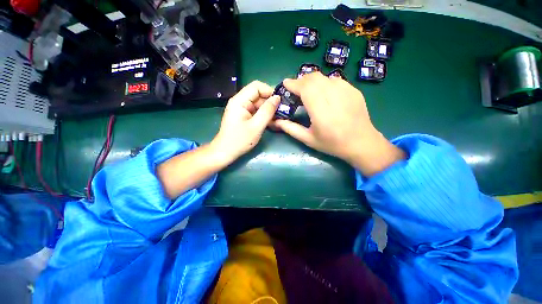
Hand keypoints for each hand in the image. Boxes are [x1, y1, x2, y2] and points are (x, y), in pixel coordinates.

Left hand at [211, 80, 279, 163]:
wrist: (225, 152)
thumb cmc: (239, 140)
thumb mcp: (256, 126)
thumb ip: (267, 111)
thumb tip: (277, 98)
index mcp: (239, 101)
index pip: (257, 86)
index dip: (270, 91)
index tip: (280, 101)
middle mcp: (240, 101)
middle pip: (258, 95)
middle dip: (270, 102)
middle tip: (281, 111)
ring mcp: (241, 109)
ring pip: (258, 104)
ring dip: (268, 110)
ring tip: (278, 118)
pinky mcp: (244, 115)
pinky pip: (256, 111)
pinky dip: (264, 115)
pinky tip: (271, 122)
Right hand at [271, 72, 404, 175]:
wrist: (362, 143)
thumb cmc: (332, 144)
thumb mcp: (308, 139)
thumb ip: (291, 129)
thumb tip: (276, 121)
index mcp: (320, 110)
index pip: (305, 87)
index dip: (293, 83)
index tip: (285, 84)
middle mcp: (333, 96)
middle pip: (313, 78)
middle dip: (301, 80)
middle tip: (295, 89)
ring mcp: (346, 91)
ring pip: (324, 77)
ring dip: (312, 81)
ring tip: (308, 91)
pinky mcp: (354, 90)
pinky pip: (335, 80)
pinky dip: (324, 83)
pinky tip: (324, 93)